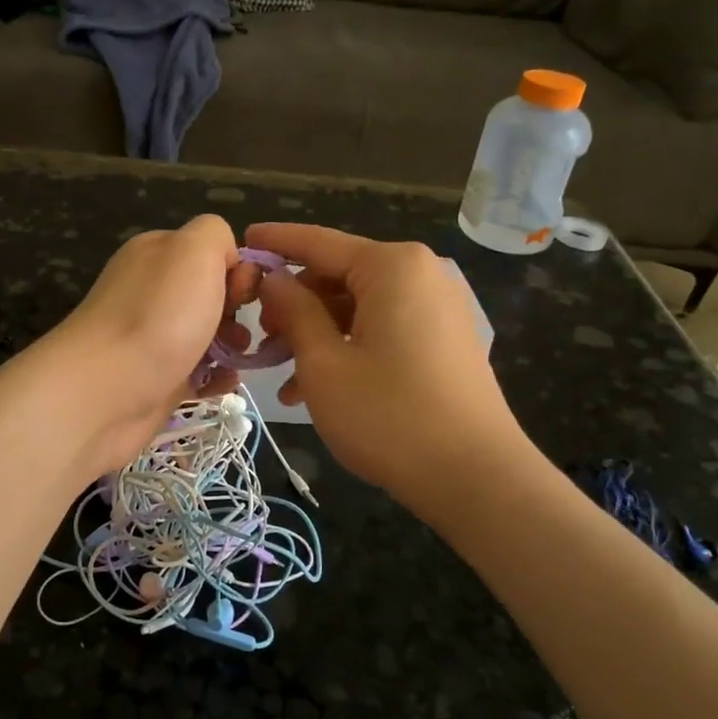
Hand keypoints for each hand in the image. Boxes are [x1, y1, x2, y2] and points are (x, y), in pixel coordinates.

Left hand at [40, 215, 261, 473]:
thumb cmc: (158, 315)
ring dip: (232, 345)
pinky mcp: (156, 379)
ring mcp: (152, 337)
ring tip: (236, 358)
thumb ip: (215, 234)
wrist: (105, 391)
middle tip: (239, 330)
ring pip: (208, 334)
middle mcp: (151, 291)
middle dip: (237, 310)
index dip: (237, 269)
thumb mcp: (193, 249)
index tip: (243, 293)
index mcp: (157, 253)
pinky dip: (217, 377)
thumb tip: (227, 260)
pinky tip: (224, 383)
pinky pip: (199, 372)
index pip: (212, 251)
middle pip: (213, 293)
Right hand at [247, 223, 530, 519]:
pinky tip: (317, 388)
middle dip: (295, 303)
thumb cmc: (388, 415)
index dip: (275, 243)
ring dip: (317, 334)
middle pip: (339, 275)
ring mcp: (437, 308)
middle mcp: (419, 275)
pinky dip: (348, 348)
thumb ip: (294, 311)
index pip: (319, 242)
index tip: (242, 241)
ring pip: (358, 307)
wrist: (475, 477)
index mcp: (391, 266)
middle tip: (260, 335)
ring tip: (282, 374)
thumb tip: (274, 279)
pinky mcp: (444, 340)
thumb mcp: (324, 363)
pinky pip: (383, 329)